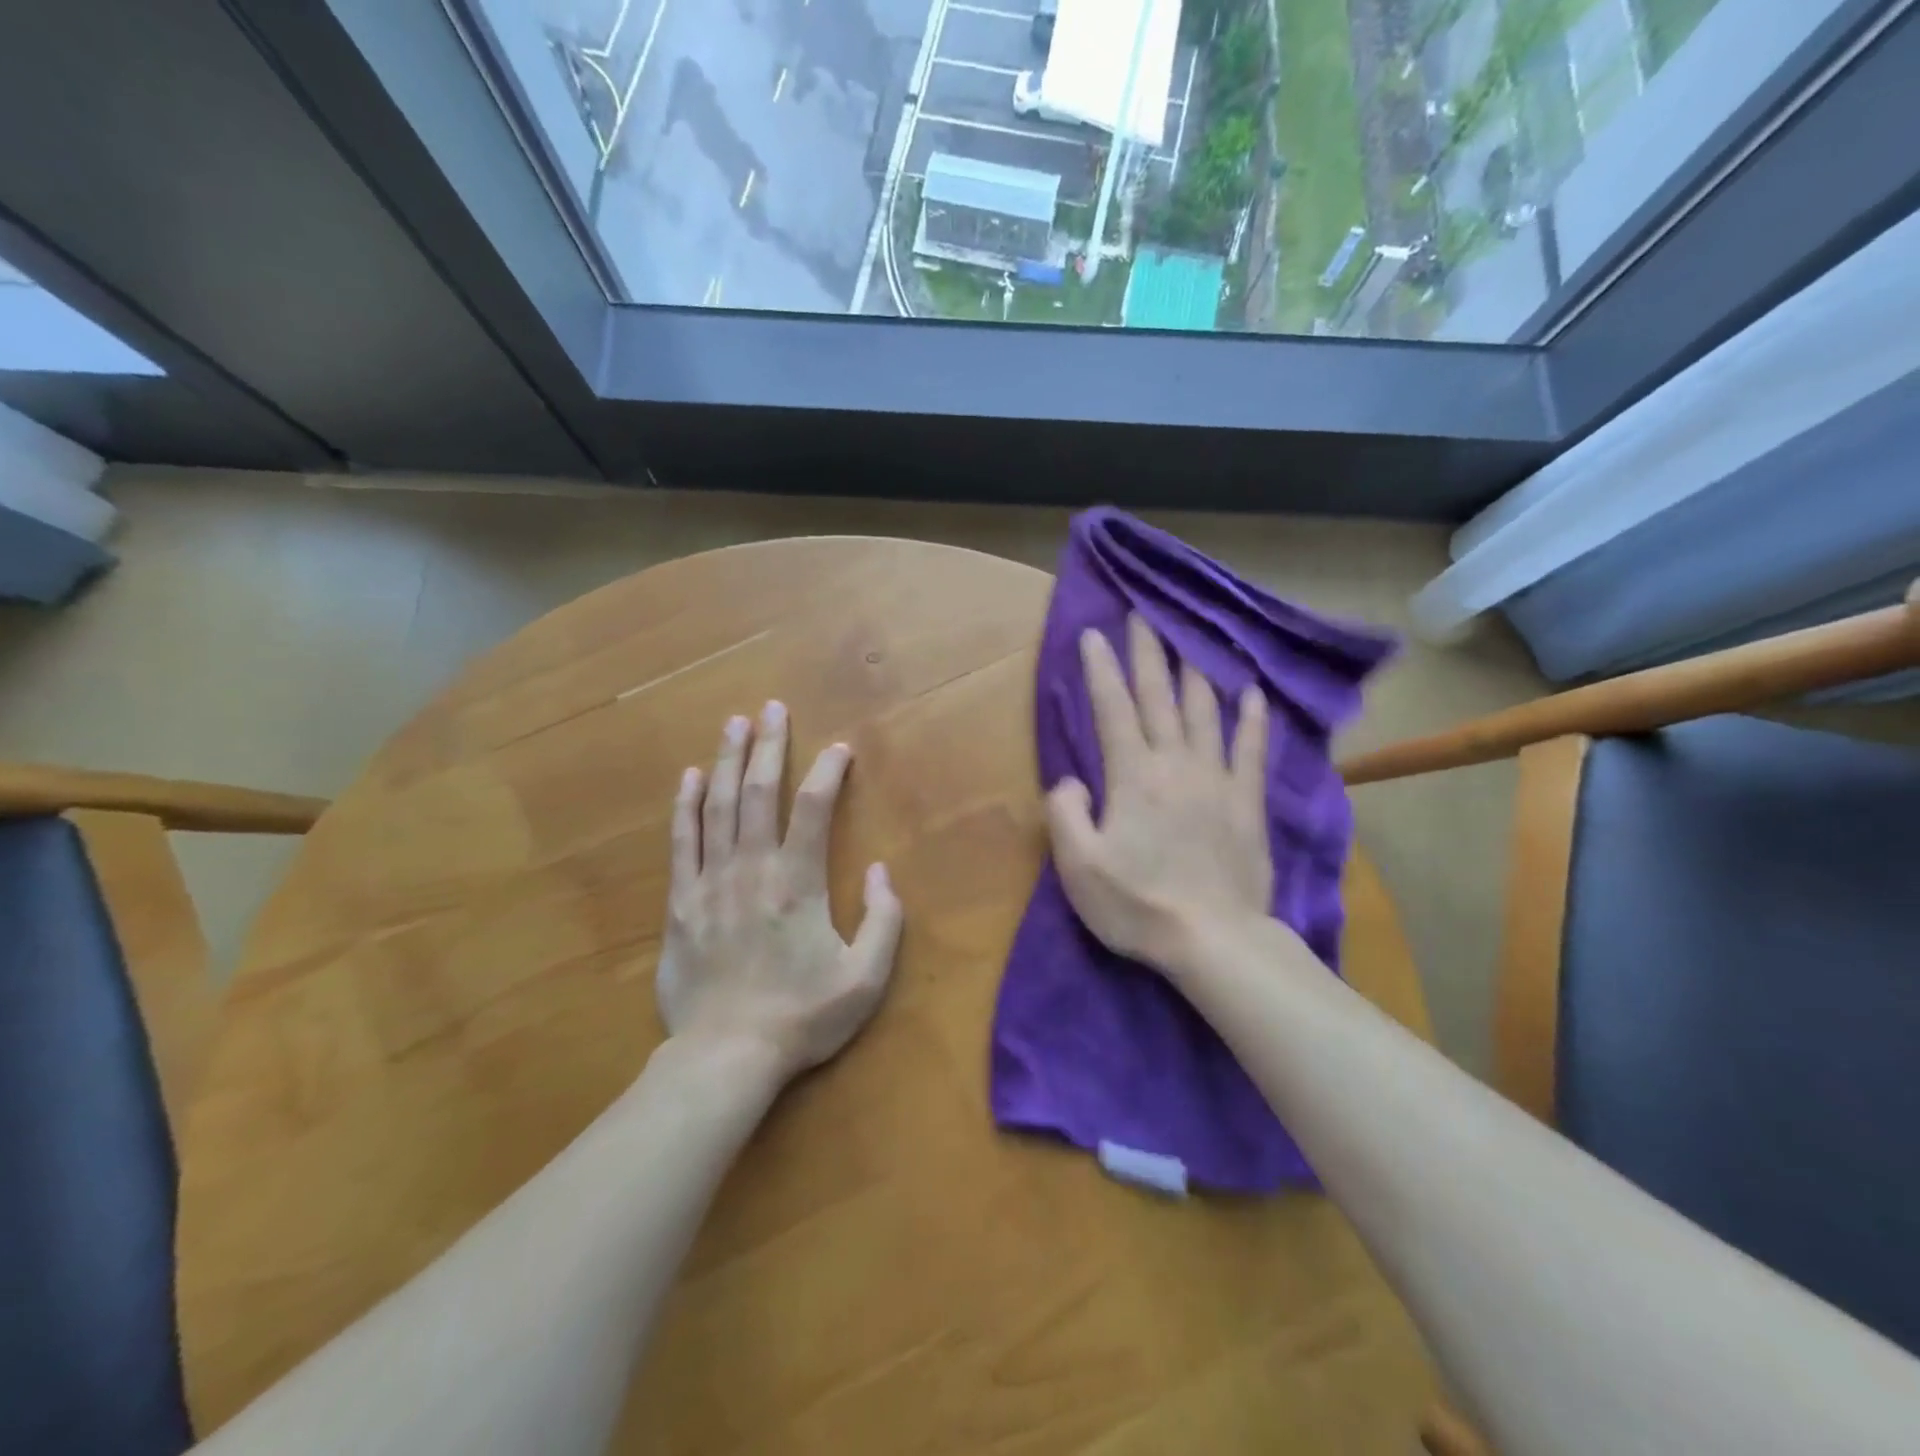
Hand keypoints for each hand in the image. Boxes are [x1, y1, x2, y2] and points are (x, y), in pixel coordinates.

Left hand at [658, 701, 903, 1083]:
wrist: (725, 1057)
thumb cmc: (802, 1018)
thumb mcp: (865, 979)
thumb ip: (883, 920)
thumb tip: (880, 870)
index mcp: (798, 884)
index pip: (812, 809)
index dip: (827, 772)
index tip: (839, 749)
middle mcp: (752, 870)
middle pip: (760, 793)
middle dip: (769, 746)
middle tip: (773, 708)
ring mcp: (710, 883)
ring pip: (719, 807)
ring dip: (729, 761)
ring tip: (735, 724)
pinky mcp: (680, 903)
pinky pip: (682, 842)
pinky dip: (687, 806)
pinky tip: (691, 777)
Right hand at [1047, 615, 1273, 975]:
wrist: (1213, 940)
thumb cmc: (1138, 905)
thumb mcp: (1079, 867)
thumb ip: (1066, 814)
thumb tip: (1071, 780)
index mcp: (1132, 776)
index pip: (1112, 708)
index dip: (1100, 669)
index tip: (1093, 634)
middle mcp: (1175, 763)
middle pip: (1159, 696)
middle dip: (1147, 652)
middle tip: (1142, 615)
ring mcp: (1216, 779)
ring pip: (1205, 711)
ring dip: (1194, 672)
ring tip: (1189, 641)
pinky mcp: (1247, 801)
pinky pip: (1251, 749)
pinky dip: (1252, 717)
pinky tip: (1252, 692)